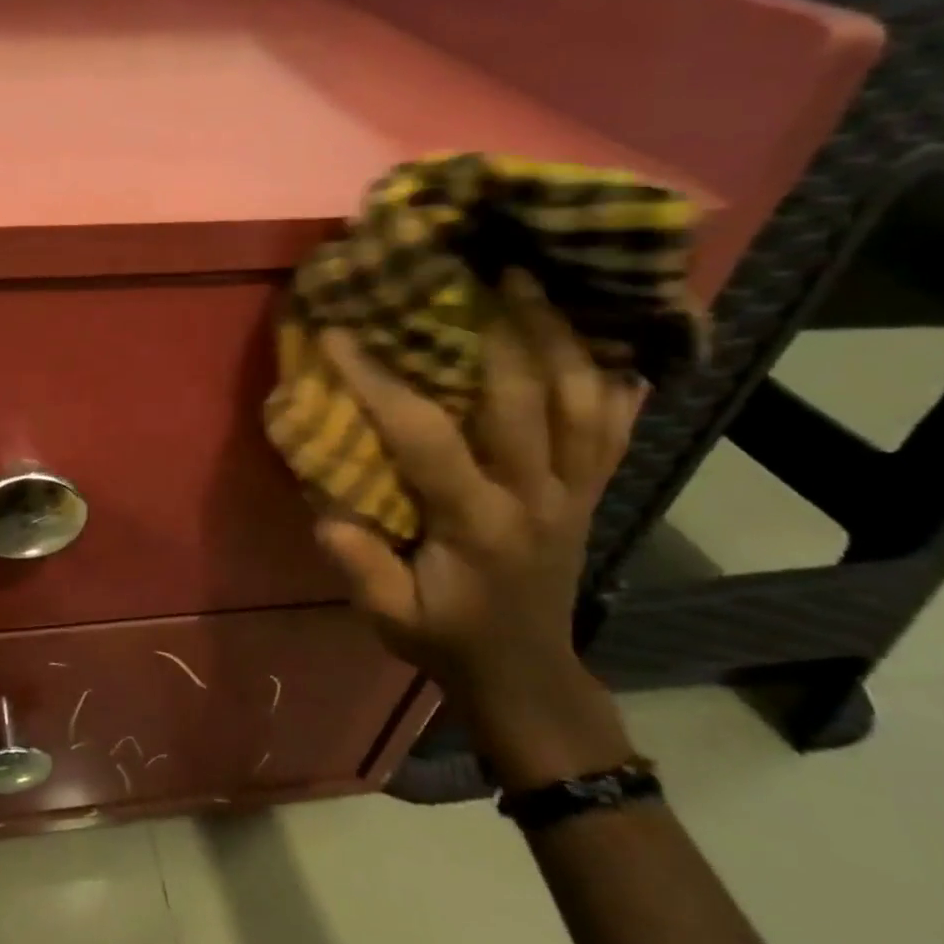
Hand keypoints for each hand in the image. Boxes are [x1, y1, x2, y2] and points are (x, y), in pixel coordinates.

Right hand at [316, 271, 640, 785]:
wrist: (525, 672)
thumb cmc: (445, 638)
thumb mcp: (387, 617)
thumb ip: (359, 564)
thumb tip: (328, 507)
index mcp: (476, 523)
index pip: (425, 435)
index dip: (379, 380)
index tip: (340, 333)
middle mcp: (535, 495)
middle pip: (528, 396)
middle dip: (497, 328)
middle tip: (473, 271)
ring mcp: (575, 490)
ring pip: (582, 398)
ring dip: (559, 334)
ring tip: (533, 282)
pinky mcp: (593, 491)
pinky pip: (615, 424)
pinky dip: (612, 376)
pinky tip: (602, 336)